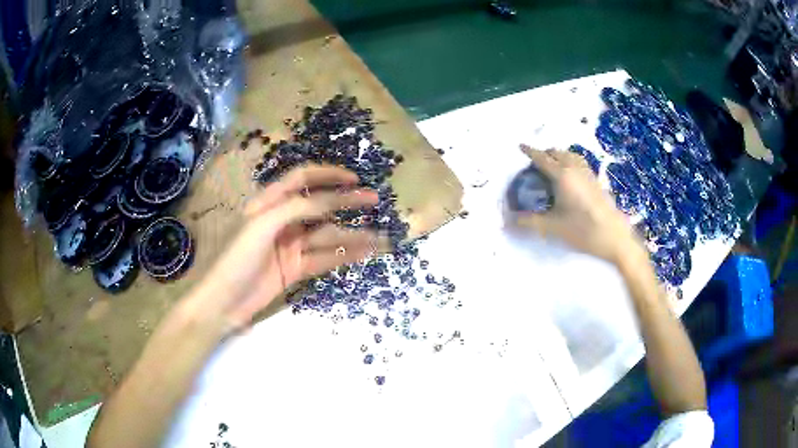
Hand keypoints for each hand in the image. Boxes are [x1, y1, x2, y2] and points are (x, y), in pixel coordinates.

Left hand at [186, 164, 382, 331]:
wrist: (223, 302)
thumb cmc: (235, 258)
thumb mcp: (261, 225)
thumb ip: (295, 209)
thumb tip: (329, 200)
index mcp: (268, 203)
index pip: (301, 179)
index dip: (327, 174)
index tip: (353, 179)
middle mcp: (282, 220)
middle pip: (319, 206)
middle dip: (346, 203)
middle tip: (373, 201)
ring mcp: (290, 246)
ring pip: (326, 235)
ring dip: (351, 234)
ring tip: (378, 236)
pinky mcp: (296, 268)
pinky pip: (324, 258)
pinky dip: (343, 255)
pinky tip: (364, 253)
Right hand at [514, 145, 642, 264]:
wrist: (615, 238)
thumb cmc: (583, 231)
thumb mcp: (553, 228)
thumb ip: (529, 222)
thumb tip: (508, 221)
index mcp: (562, 175)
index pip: (542, 158)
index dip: (530, 152)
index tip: (520, 146)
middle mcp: (575, 169)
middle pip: (557, 152)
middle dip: (544, 153)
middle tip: (534, 163)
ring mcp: (588, 173)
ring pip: (570, 155)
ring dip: (558, 155)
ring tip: (551, 166)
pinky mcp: (596, 180)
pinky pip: (579, 162)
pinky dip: (570, 161)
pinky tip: (569, 176)